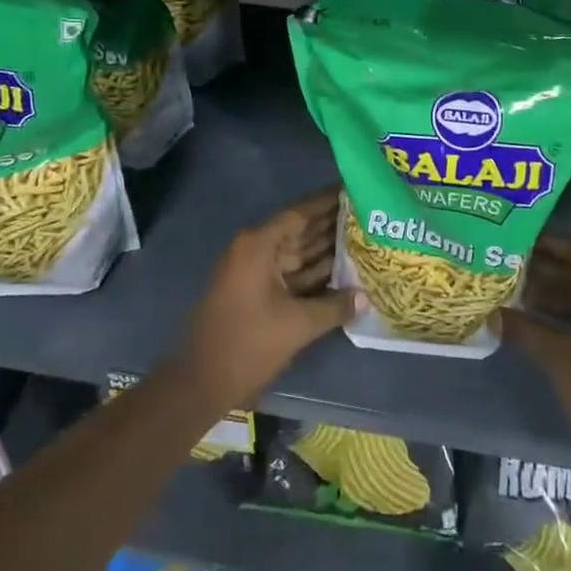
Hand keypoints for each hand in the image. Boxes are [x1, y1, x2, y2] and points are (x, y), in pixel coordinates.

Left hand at [177, 188, 360, 408]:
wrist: (202, 381)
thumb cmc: (248, 344)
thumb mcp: (297, 325)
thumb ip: (334, 306)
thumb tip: (366, 297)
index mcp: (259, 245)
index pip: (300, 212)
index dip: (327, 201)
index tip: (354, 189)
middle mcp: (256, 249)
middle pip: (300, 229)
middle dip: (332, 223)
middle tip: (368, 213)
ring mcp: (255, 270)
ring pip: (297, 252)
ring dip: (326, 247)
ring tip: (363, 236)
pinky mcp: (257, 291)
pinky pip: (291, 272)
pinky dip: (314, 271)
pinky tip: (343, 271)